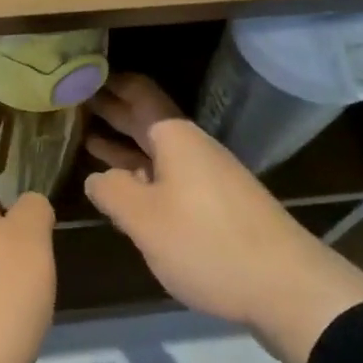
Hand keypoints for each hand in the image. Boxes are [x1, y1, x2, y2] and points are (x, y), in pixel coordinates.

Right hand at [84, 73, 362, 362]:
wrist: (287, 286)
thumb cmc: (207, 242)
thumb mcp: (146, 219)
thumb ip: (113, 192)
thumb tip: (96, 177)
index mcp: (174, 137)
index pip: (138, 92)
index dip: (111, 83)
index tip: (82, 76)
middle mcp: (191, 147)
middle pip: (146, 119)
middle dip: (113, 112)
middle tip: (75, 104)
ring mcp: (207, 175)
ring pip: (157, 150)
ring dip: (124, 145)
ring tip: (89, 140)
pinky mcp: (217, 204)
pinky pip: (170, 175)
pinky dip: (143, 173)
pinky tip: (127, 187)